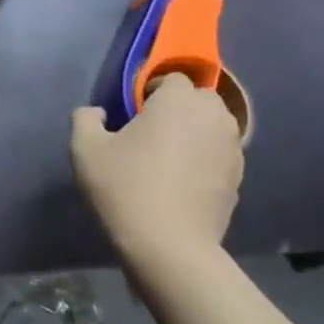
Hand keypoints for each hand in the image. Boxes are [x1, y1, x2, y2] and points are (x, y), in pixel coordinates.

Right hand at [71, 73, 242, 276]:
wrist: (169, 245)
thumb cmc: (125, 187)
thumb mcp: (85, 148)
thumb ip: (86, 119)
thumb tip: (98, 113)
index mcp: (178, 101)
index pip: (171, 78)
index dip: (150, 90)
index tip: (132, 112)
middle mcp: (213, 117)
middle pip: (198, 99)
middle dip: (177, 108)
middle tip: (150, 131)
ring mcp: (232, 148)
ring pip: (213, 126)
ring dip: (193, 132)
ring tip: (168, 155)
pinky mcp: (238, 178)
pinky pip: (219, 154)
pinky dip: (204, 158)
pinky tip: (182, 180)